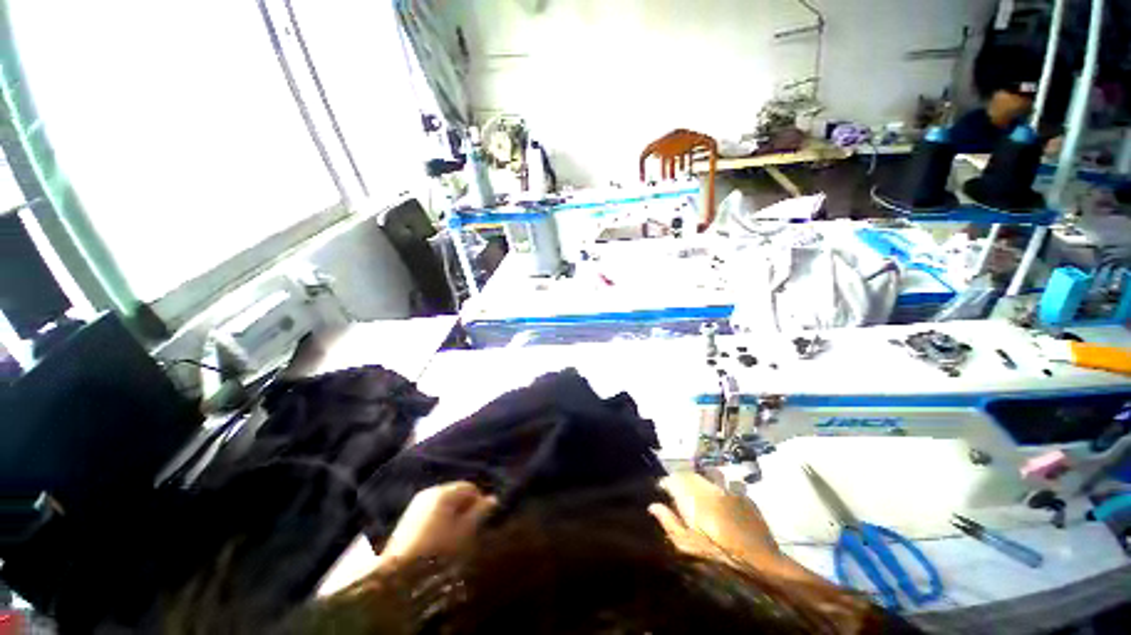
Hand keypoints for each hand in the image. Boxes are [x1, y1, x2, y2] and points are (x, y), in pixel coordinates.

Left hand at [381, 482, 497, 563]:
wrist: (398, 575)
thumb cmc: (438, 550)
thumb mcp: (465, 532)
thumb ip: (480, 512)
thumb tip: (494, 498)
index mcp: (444, 492)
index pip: (470, 487)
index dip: (479, 501)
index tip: (482, 520)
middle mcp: (430, 492)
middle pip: (456, 494)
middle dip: (466, 508)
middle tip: (470, 529)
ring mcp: (417, 505)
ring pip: (445, 504)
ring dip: (454, 515)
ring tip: (456, 536)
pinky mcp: (409, 518)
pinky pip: (433, 512)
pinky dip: (441, 520)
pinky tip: (441, 539)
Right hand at [650, 473, 837, 589]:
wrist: (760, 565)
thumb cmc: (719, 556)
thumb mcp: (688, 545)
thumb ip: (669, 522)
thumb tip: (653, 506)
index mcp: (694, 497)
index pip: (674, 478)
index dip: (666, 482)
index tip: (662, 489)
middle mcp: (711, 487)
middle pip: (692, 473)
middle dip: (683, 478)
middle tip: (681, 490)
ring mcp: (730, 490)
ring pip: (713, 473)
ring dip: (705, 478)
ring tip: (705, 490)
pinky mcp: (746, 497)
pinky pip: (732, 484)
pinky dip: (725, 488)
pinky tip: (726, 500)